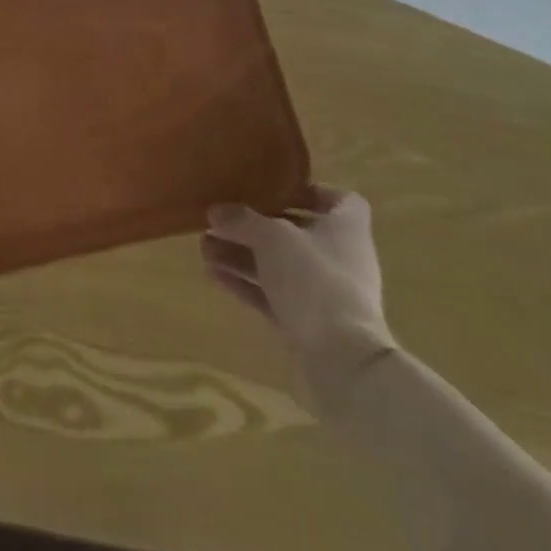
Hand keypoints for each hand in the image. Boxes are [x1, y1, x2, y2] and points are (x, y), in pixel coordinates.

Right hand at [201, 187, 396, 407]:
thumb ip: (242, 220)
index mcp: (345, 228)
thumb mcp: (271, 237)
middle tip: (219, 220)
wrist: (342, 362)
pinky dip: (245, 284)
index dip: (310, 191)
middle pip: (296, 232)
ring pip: (277, 265)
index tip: (275, 188)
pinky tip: (212, 274)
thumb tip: (216, 211)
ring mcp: (324, 294)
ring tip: (204, 247)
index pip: (340, 200)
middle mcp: (339, 258)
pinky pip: (271, 295)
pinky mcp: (307, 324)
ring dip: (242, 255)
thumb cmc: (314, 280)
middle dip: (254, 226)